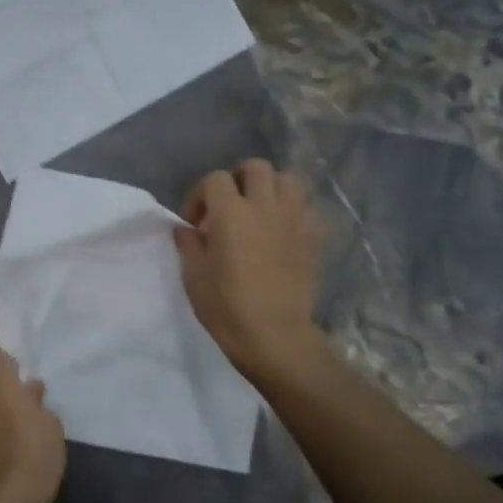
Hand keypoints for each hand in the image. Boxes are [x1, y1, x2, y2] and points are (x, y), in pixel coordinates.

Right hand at [174, 159, 328, 380]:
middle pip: (255, 168)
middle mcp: (265, 205)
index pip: (215, 180)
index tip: (194, 222)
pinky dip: (294, 212)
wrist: (273, 335)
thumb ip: (188, 243)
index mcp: (230, 212)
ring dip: (271, 189)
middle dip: (238, 180)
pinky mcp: (315, 236)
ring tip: (260, 212)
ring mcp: (295, 218)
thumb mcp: (193, 275)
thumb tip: (187, 228)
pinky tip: (283, 232)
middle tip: (229, 207)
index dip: (200, 196)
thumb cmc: (225, 306)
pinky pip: (307, 207)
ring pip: (288, 180)